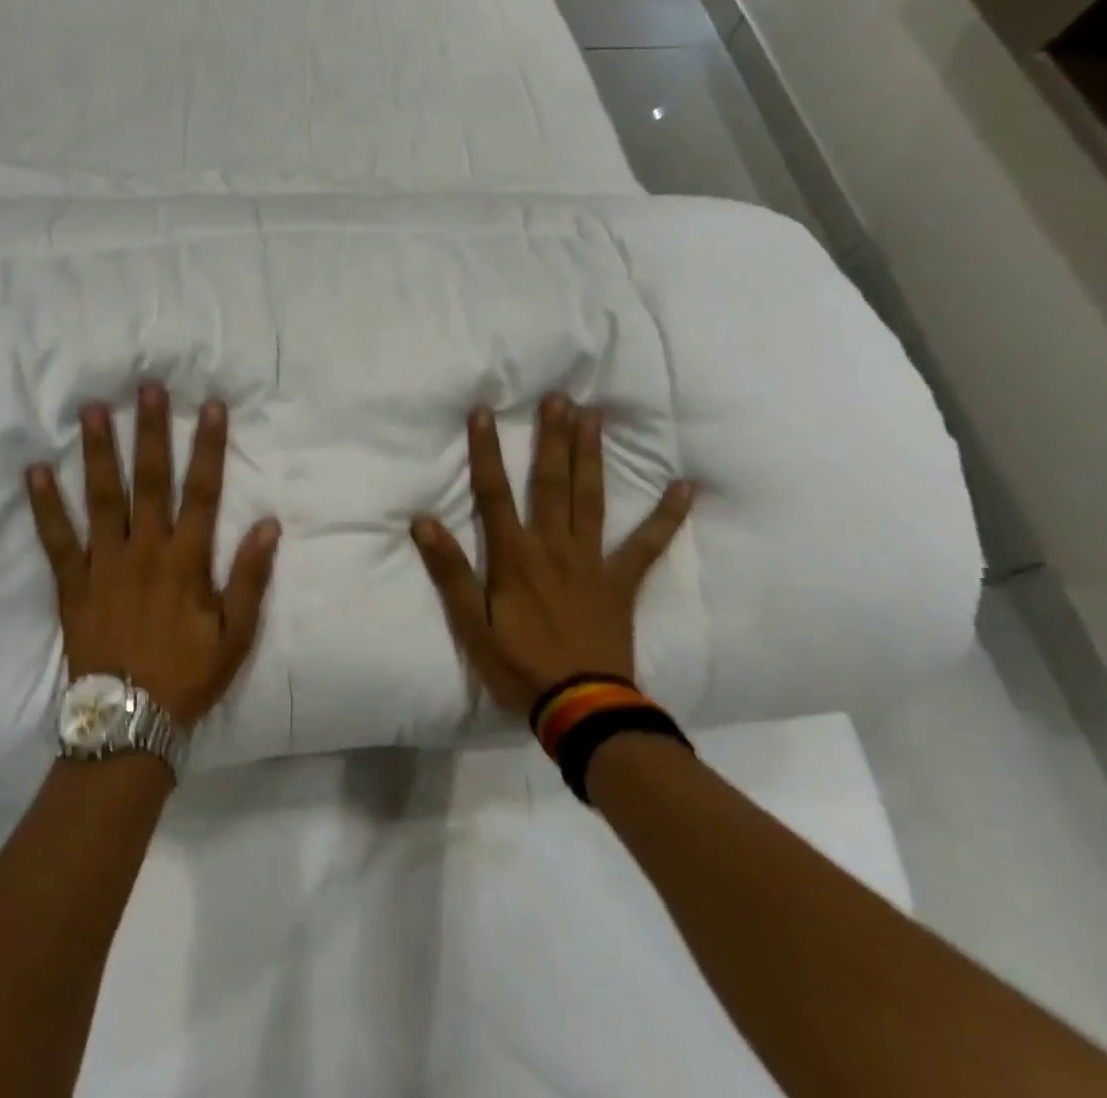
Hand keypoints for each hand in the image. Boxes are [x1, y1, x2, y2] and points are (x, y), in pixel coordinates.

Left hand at [26, 384, 280, 730]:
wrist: (129, 720)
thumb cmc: (188, 675)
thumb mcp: (236, 634)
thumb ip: (251, 577)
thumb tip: (268, 524)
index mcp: (186, 560)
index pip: (202, 491)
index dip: (208, 447)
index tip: (211, 407)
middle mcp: (145, 550)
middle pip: (149, 480)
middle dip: (150, 431)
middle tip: (147, 388)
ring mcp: (104, 563)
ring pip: (102, 497)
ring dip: (98, 452)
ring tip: (93, 410)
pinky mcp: (72, 582)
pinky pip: (56, 539)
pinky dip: (44, 505)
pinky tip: (35, 471)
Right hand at [410, 396, 691, 714]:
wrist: (583, 708)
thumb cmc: (519, 666)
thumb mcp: (471, 625)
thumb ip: (449, 572)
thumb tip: (422, 522)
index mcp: (515, 556)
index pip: (494, 493)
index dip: (486, 452)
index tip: (483, 413)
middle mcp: (554, 547)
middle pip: (551, 483)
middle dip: (552, 438)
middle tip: (558, 398)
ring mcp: (593, 561)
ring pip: (591, 499)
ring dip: (591, 456)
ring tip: (594, 417)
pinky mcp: (622, 582)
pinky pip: (648, 545)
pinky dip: (666, 516)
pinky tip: (684, 487)